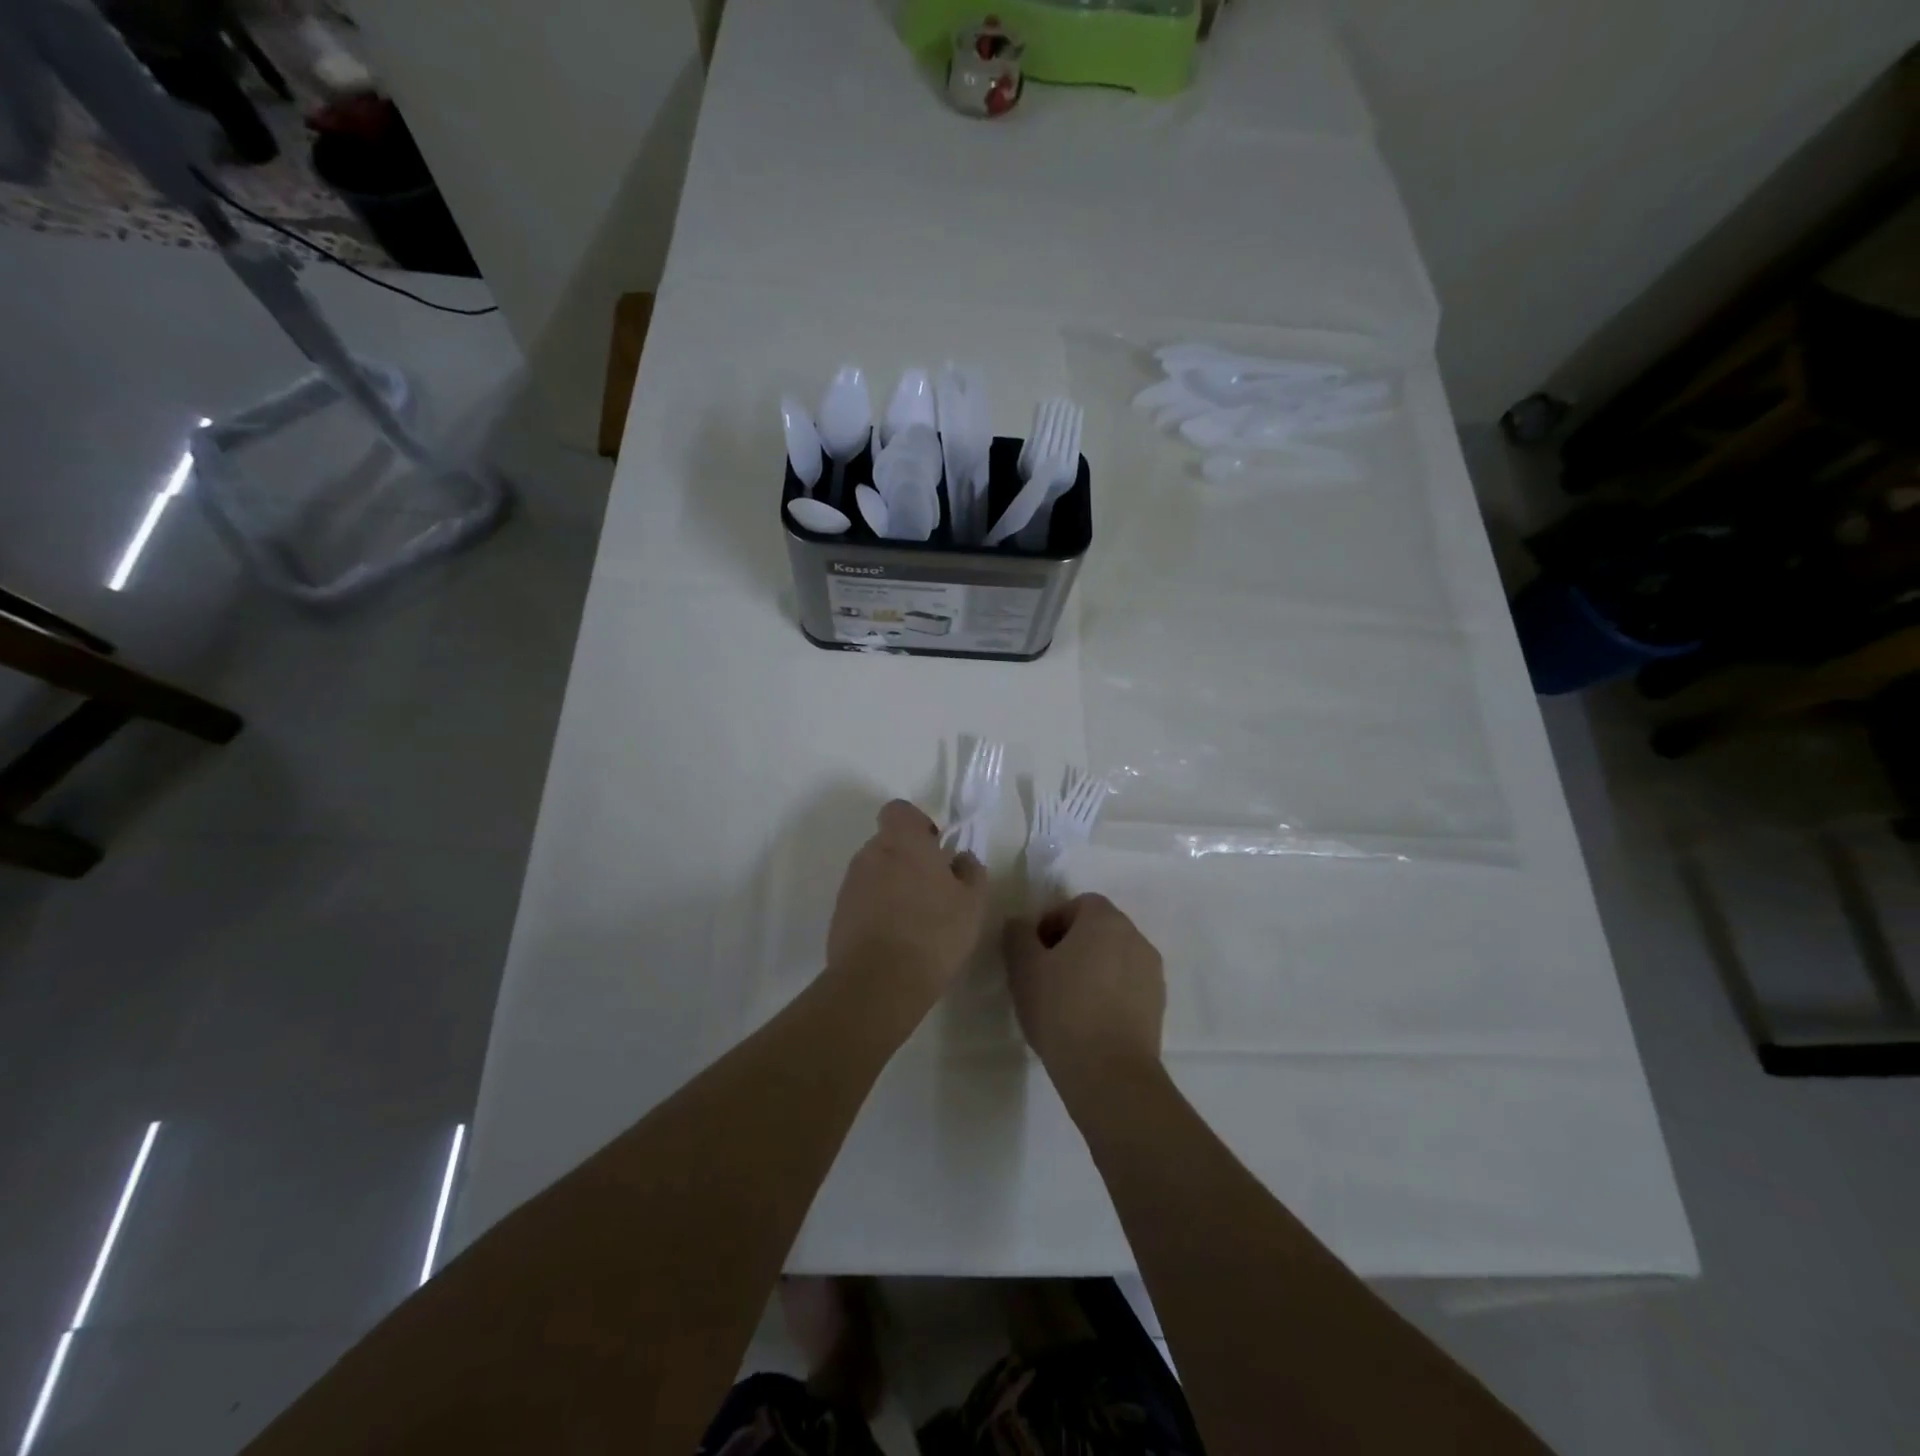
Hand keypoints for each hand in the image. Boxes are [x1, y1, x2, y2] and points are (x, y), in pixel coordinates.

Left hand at [828, 800, 988, 1005]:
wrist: (879, 982)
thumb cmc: (934, 932)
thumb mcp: (972, 903)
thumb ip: (971, 872)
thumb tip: (962, 859)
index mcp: (902, 842)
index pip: (899, 811)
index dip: (917, 824)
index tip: (936, 848)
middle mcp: (870, 854)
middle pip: (888, 843)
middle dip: (908, 859)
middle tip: (933, 889)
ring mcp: (850, 885)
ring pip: (875, 872)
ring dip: (893, 886)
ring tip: (916, 920)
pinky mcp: (838, 915)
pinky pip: (862, 900)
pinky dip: (877, 910)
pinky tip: (896, 939)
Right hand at [1003, 894, 1164, 1086]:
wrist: (1110, 1073)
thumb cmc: (1062, 1009)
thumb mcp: (1024, 968)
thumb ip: (1018, 935)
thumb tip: (1022, 925)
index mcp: (1105, 920)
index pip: (1078, 904)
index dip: (1052, 922)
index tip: (1034, 953)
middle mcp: (1135, 938)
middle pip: (1099, 930)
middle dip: (1071, 946)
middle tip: (1046, 976)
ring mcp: (1152, 973)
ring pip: (1114, 959)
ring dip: (1092, 970)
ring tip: (1066, 1003)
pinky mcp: (1158, 1006)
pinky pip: (1127, 987)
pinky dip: (1109, 994)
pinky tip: (1088, 1022)